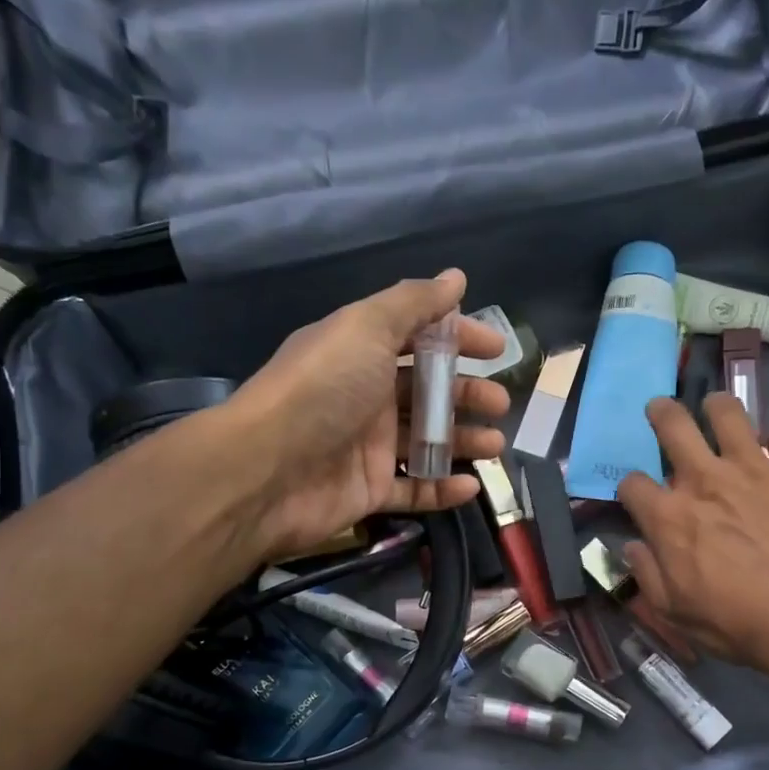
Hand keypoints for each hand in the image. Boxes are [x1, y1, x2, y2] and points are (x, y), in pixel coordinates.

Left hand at [228, 270, 510, 557]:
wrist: (269, 469)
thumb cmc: (323, 390)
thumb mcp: (367, 328)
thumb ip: (413, 304)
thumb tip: (456, 277)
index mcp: (362, 353)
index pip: (419, 339)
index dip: (459, 338)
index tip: (496, 349)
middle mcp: (365, 397)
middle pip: (427, 394)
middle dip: (467, 396)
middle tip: (499, 404)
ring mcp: (367, 447)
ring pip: (426, 443)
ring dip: (463, 442)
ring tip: (495, 446)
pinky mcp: (369, 492)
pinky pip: (414, 490)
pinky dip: (443, 489)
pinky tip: (471, 486)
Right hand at [617, 394, 768, 670]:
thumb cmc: (735, 622)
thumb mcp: (673, 611)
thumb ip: (647, 574)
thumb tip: (632, 547)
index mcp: (669, 516)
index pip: (632, 484)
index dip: (630, 489)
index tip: (638, 498)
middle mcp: (705, 479)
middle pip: (672, 425)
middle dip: (661, 414)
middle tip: (661, 410)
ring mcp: (754, 467)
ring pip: (729, 412)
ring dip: (718, 407)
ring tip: (717, 410)